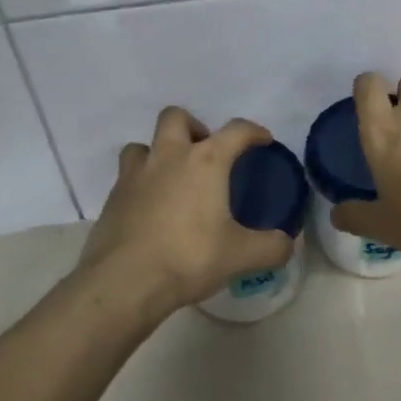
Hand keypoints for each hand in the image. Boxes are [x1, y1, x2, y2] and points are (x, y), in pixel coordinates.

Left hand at [78, 107, 294, 316]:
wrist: (124, 282)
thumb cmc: (189, 258)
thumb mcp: (241, 256)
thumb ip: (271, 247)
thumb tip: (287, 245)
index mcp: (205, 162)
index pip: (236, 131)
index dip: (253, 132)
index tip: (262, 140)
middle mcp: (168, 157)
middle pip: (176, 117)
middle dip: (193, 127)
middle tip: (206, 154)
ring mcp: (134, 176)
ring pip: (143, 145)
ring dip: (159, 152)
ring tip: (173, 178)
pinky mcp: (112, 198)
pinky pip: (127, 178)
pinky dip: (141, 184)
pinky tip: (152, 210)